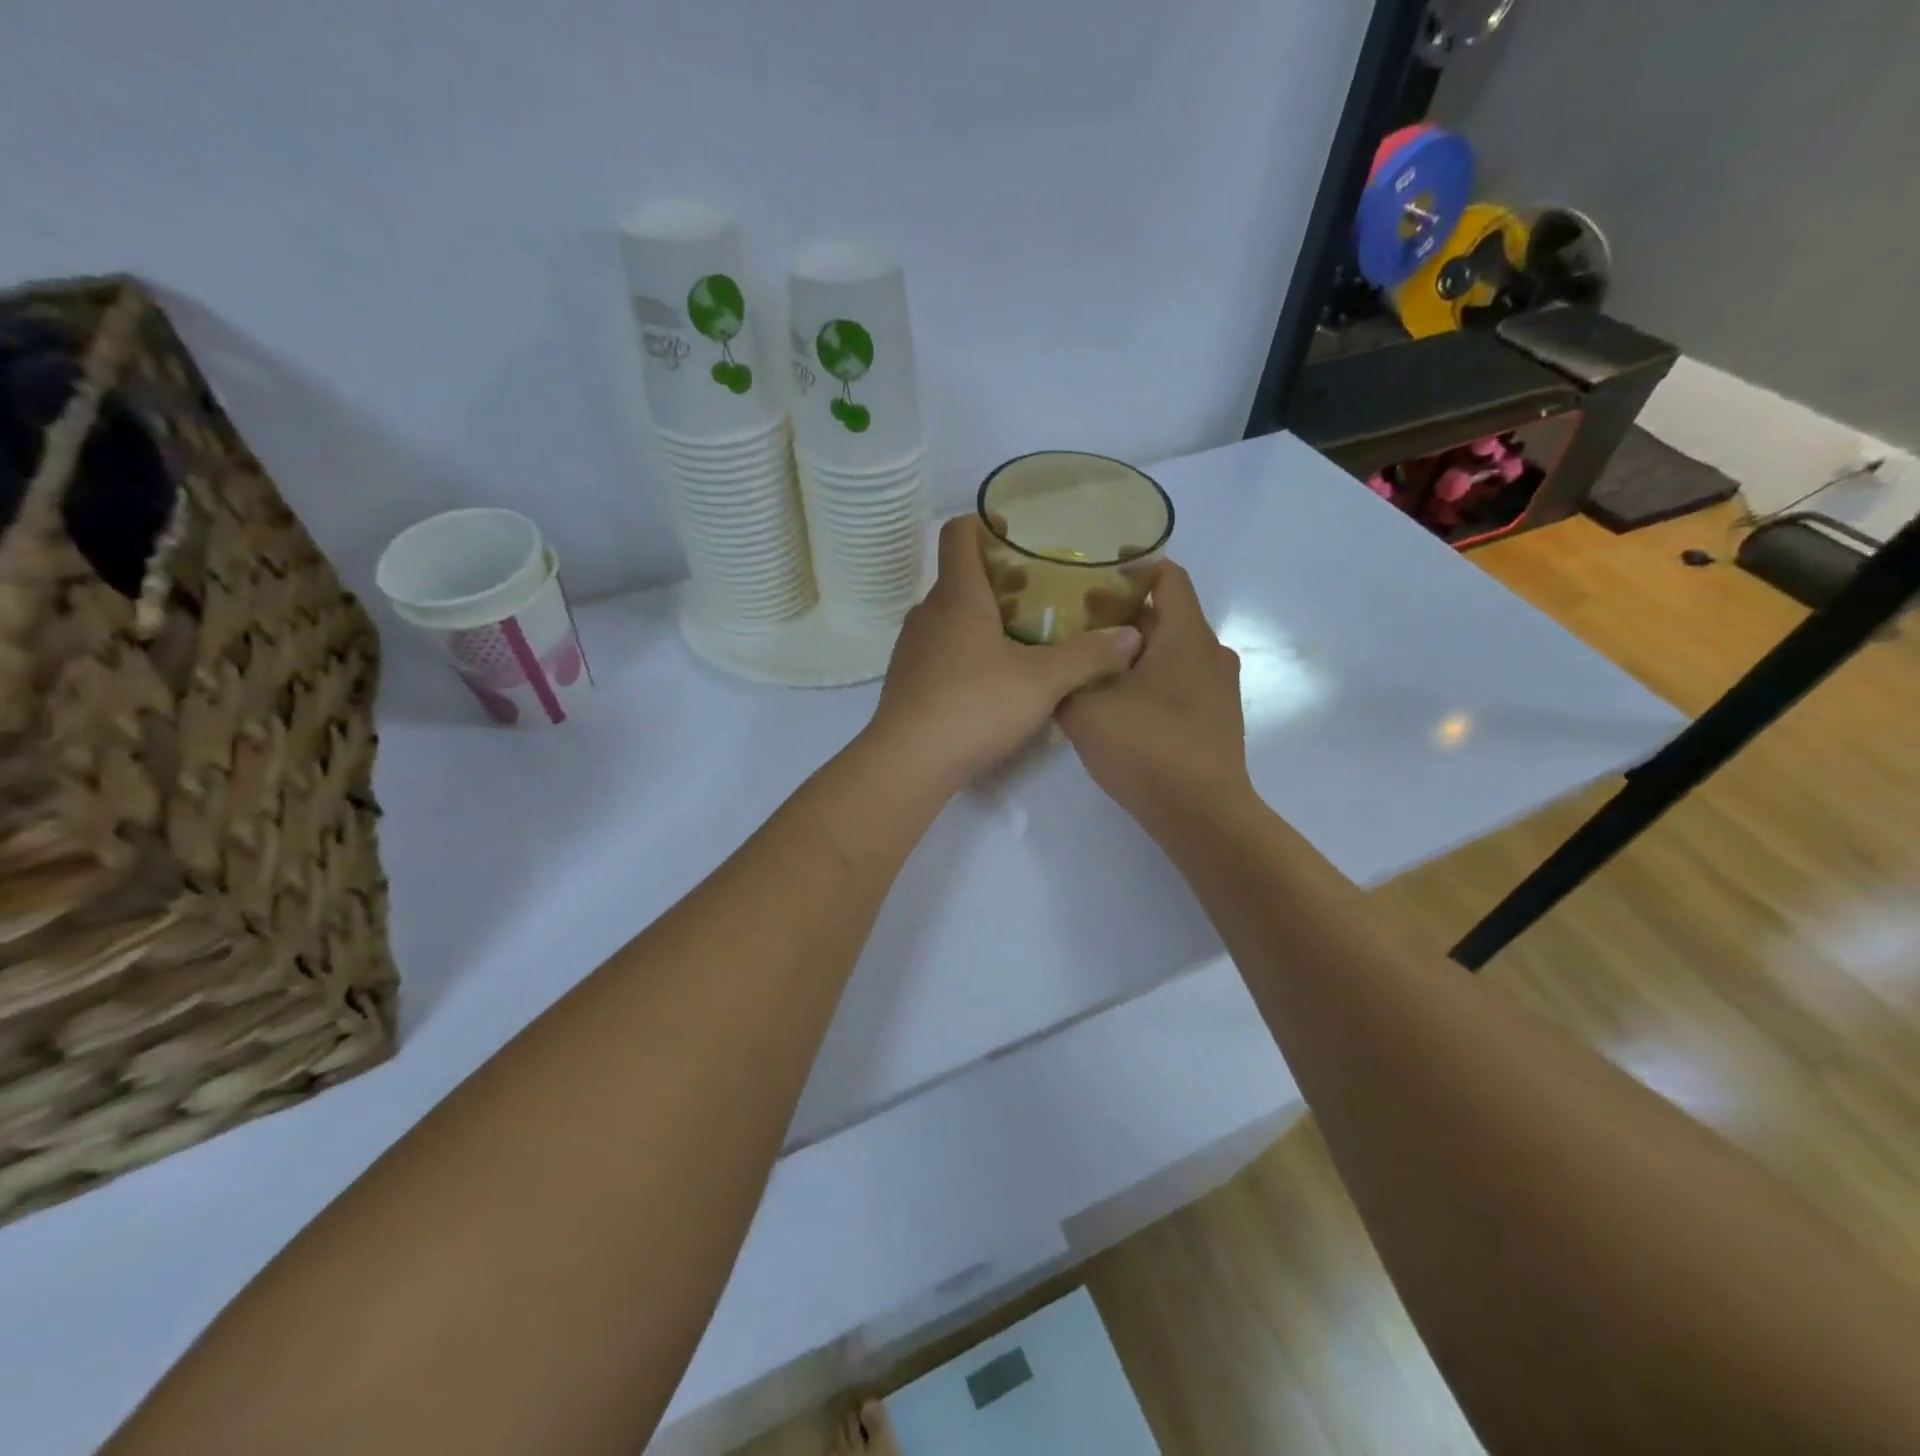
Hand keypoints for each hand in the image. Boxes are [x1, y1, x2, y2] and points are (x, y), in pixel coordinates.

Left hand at [867, 516, 1142, 788]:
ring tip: (1023, 638)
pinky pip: (940, 648)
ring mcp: (912, 647)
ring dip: (983, 617)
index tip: (1017, 535)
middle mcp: (928, 613)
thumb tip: (1130, 637)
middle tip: (1040, 594)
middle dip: (999, 578)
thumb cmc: (975, 706)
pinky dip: (967, 648)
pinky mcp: (907, 679)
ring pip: (950, 615)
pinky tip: (993, 679)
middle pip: (960, 576)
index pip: (959, 535)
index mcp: (957, 596)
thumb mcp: (1043, 681)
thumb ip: (1089, 656)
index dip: (985, 523)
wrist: (908, 762)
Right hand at [1056, 560, 1252, 833]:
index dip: (1134, 568)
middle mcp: (1211, 651)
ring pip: (1175, 650)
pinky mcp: (1219, 716)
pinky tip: (1122, 702)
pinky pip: (1183, 680)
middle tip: (1079, 624)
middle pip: (1168, 614)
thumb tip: (1063, 664)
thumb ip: (1067, 679)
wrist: (1201, 813)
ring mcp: (1220, 686)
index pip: (1169, 576)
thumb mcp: (1084, 711)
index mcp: (1185, 634)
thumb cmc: (1145, 748)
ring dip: (1138, 651)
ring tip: (1094, 664)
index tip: (1095, 576)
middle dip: (1124, 615)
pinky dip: (1154, 678)